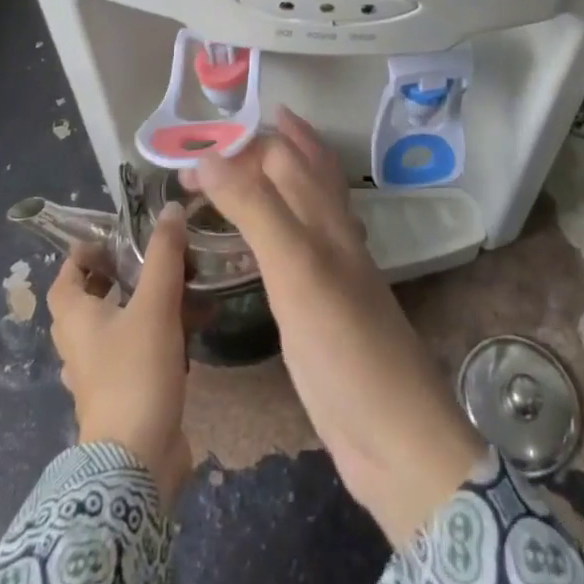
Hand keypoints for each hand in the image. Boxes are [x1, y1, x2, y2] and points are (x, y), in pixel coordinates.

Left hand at [46, 202, 192, 504]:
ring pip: (116, 327)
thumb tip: (171, 208)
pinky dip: (157, 336)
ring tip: (178, 287)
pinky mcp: (124, 396)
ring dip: (141, 306)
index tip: (114, 237)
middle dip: (117, 276)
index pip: (66, 277)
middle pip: (89, 301)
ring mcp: (100, 375)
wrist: (138, 461)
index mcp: (76, 319)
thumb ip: (164, 255)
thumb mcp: (155, 304)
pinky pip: (136, 353)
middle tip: (150, 257)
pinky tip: (190, 331)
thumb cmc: (136, 373)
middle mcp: (80, 345)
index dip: (84, 254)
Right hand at [193, 109, 485, 545]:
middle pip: (301, 172)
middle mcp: (332, 233)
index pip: (283, 156)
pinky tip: (270, 240)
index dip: (239, 147)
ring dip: (276, 180)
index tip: (189, 157)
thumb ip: (255, 208)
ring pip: (304, 206)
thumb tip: (211, 156)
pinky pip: (298, 248)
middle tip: (216, 149)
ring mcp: (331, 270)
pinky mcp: (322, 307)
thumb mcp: (295, 268)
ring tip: (246, 167)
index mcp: (326, 217)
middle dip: (264, 149)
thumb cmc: (344, 345)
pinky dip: (279, 228)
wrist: (394, 435)